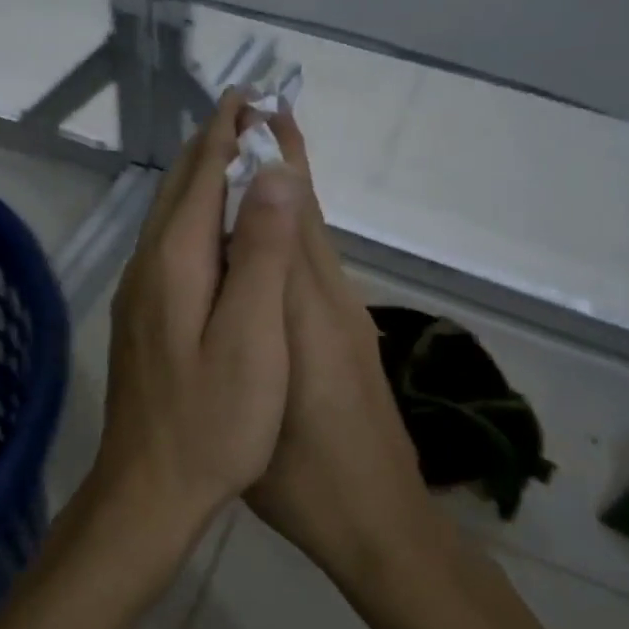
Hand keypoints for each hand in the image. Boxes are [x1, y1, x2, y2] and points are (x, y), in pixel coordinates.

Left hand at [91, 87, 304, 532]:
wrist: (149, 488)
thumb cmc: (212, 420)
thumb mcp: (252, 337)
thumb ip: (260, 252)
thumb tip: (270, 172)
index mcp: (175, 263)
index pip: (201, 177)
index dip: (226, 133)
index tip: (249, 95)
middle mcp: (148, 267)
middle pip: (179, 190)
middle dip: (212, 146)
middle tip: (245, 111)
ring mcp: (141, 295)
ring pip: (171, 218)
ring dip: (201, 180)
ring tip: (232, 156)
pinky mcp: (144, 320)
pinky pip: (171, 247)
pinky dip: (195, 219)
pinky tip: (212, 230)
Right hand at [245, 109, 433, 584]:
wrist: (377, 521)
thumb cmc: (307, 474)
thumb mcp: (270, 402)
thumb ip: (260, 317)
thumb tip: (251, 242)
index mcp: (307, 312)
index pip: (289, 219)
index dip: (270, 165)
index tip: (252, 114)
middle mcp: (331, 301)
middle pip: (308, 217)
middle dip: (285, 160)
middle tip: (260, 107)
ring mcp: (344, 319)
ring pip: (314, 238)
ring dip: (293, 189)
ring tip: (266, 149)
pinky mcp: (346, 338)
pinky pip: (315, 266)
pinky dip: (297, 229)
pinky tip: (276, 230)